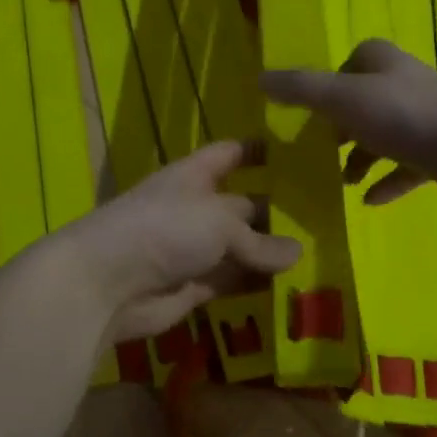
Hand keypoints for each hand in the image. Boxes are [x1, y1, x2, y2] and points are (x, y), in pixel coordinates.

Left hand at [53, 141, 301, 342]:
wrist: (109, 283)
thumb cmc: (165, 230)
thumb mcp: (220, 223)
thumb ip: (259, 240)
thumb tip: (295, 252)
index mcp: (194, 176)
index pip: (229, 154)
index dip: (257, 150)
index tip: (295, 151)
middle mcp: (195, 208)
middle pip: (242, 205)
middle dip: (276, 210)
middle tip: (327, 218)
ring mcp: (194, 249)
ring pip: (240, 248)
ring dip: (270, 253)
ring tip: (320, 253)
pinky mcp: (194, 286)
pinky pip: (232, 281)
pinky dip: (256, 283)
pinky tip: (292, 285)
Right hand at [262, 39, 436, 209]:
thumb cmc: (405, 118)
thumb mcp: (342, 99)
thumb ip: (301, 90)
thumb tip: (260, 79)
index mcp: (384, 65)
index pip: (354, 61)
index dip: (332, 83)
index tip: (314, 111)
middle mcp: (406, 87)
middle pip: (366, 101)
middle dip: (343, 125)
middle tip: (322, 150)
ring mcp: (427, 121)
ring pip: (386, 136)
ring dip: (362, 158)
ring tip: (343, 182)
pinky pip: (407, 168)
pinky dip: (387, 182)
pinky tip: (370, 201)